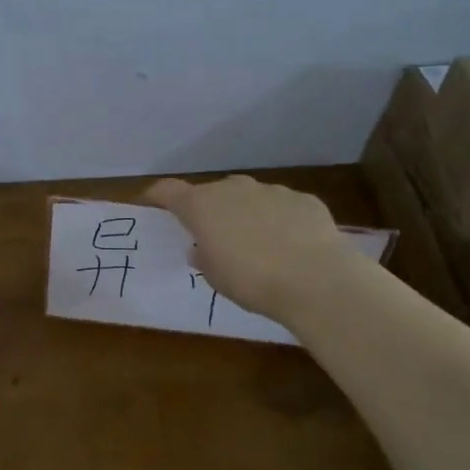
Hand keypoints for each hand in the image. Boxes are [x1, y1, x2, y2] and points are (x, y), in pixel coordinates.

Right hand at [145, 175, 353, 324]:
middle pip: (212, 193)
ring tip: (258, 246)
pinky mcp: (304, 200)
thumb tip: (202, 248)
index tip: (153, 204)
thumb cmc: (251, 280)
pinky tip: (292, 246)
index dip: (158, 196)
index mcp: (202, 206)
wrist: (317, 279)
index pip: (168, 190)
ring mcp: (271, 190)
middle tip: (215, 238)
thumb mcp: (215, 277)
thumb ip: (204, 257)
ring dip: (247, 215)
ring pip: (249, 198)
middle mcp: (233, 189)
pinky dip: (280, 221)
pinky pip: (283, 208)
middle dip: (211, 211)